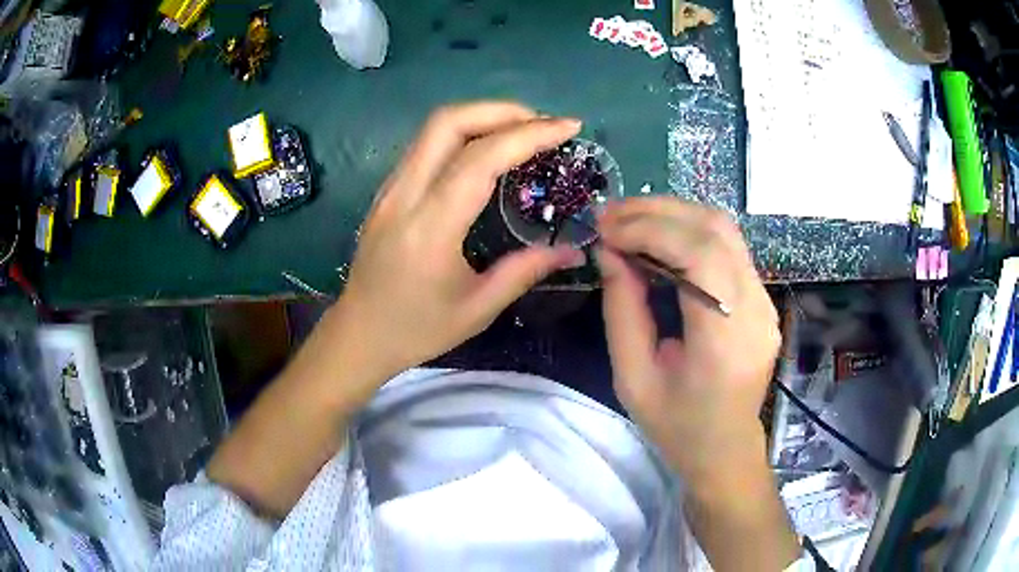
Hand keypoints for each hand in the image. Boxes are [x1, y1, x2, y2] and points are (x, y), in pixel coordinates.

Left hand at [331, 102, 584, 387]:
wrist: (358, 335)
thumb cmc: (416, 329)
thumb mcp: (478, 309)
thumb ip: (526, 270)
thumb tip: (574, 250)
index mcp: (431, 226)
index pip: (481, 158)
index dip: (529, 134)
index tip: (568, 127)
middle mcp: (405, 194)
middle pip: (448, 122)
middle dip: (501, 110)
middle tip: (542, 123)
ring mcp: (390, 188)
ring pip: (433, 128)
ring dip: (481, 116)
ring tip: (521, 129)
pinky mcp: (386, 191)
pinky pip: (425, 145)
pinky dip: (462, 133)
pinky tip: (486, 150)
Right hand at [596, 198, 779, 486]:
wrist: (726, 450)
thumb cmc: (677, 427)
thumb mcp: (633, 379)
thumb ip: (622, 311)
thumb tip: (609, 252)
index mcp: (726, 341)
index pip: (700, 255)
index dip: (649, 230)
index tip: (605, 230)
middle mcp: (756, 310)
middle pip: (715, 229)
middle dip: (657, 211)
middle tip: (609, 216)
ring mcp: (765, 301)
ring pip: (724, 229)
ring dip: (672, 214)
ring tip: (628, 221)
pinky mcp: (762, 298)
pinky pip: (727, 247)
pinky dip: (688, 231)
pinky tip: (657, 239)